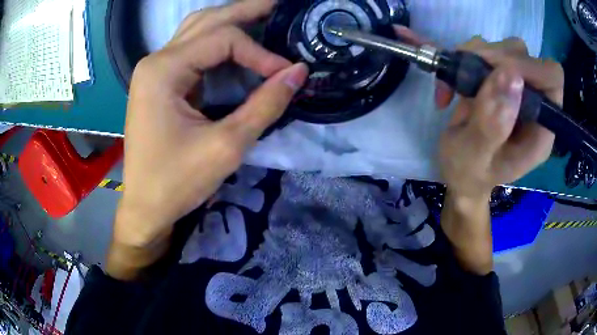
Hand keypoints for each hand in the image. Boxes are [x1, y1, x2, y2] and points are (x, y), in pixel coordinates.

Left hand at [107, 0, 307, 279]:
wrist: (145, 206)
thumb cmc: (177, 182)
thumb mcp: (226, 145)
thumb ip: (265, 104)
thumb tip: (299, 71)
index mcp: (164, 70)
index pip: (223, 39)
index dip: (260, 53)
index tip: (286, 75)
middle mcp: (156, 61)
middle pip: (206, 21)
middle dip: (246, 10)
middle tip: (279, 5)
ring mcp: (154, 70)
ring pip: (196, 30)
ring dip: (230, 20)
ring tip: (262, 14)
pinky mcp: (158, 82)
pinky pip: (191, 49)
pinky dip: (217, 42)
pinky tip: (237, 41)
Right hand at [395, 27, 561, 198]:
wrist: (459, 171)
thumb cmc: (469, 174)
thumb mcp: (475, 159)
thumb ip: (492, 126)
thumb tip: (510, 76)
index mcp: (541, 129)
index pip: (552, 79)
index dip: (528, 66)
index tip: (497, 72)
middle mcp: (534, 102)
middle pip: (525, 56)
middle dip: (494, 59)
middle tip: (468, 78)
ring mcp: (516, 87)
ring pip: (505, 48)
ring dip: (476, 57)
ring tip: (457, 86)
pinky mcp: (499, 78)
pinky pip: (485, 51)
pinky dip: (464, 59)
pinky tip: (453, 86)